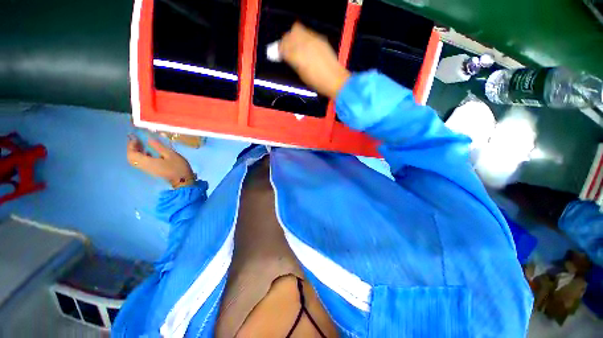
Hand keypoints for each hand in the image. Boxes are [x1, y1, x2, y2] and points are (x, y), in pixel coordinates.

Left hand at [127, 136, 194, 186]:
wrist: (183, 180)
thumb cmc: (178, 167)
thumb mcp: (171, 154)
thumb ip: (159, 147)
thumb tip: (148, 139)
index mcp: (147, 162)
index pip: (132, 154)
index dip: (131, 145)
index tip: (135, 138)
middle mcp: (144, 166)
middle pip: (131, 158)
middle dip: (132, 148)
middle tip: (137, 141)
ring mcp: (148, 170)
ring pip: (136, 160)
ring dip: (137, 152)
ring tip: (143, 145)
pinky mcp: (152, 171)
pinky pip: (142, 163)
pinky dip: (142, 156)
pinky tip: (150, 152)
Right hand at [280, 23, 349, 98]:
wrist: (335, 79)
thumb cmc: (317, 82)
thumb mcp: (301, 75)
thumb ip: (294, 63)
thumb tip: (289, 57)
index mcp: (297, 56)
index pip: (282, 47)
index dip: (279, 50)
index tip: (278, 54)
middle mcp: (303, 44)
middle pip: (289, 35)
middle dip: (285, 41)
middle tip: (286, 48)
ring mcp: (312, 39)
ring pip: (297, 29)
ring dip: (293, 36)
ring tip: (295, 45)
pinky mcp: (320, 38)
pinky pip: (307, 33)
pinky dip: (303, 37)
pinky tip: (306, 45)